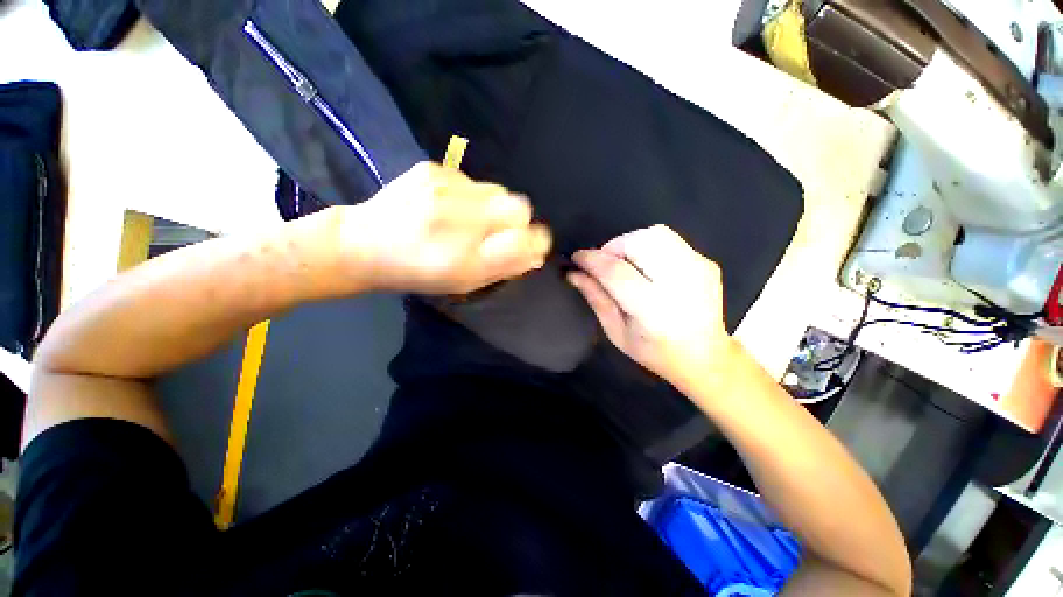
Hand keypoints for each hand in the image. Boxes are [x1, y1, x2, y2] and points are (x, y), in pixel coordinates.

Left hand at [328, 162, 550, 294]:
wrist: (363, 243)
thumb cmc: (417, 273)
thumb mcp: (463, 283)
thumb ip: (503, 268)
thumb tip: (535, 252)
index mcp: (466, 259)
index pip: (524, 240)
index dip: (536, 241)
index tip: (533, 244)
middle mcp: (459, 220)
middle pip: (520, 207)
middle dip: (519, 221)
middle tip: (499, 230)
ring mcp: (444, 189)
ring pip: (499, 190)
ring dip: (495, 206)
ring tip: (471, 217)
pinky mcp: (432, 169)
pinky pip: (473, 180)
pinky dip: (472, 195)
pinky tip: (449, 205)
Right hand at [568, 225, 737, 388]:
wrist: (705, 357)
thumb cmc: (655, 351)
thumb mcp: (616, 332)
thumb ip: (596, 298)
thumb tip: (574, 273)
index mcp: (653, 309)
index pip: (616, 271)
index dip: (592, 259)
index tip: (577, 258)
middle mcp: (679, 284)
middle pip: (638, 243)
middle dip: (613, 248)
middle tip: (606, 265)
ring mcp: (698, 269)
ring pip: (655, 234)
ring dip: (631, 243)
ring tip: (626, 264)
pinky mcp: (706, 262)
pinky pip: (669, 240)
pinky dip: (649, 247)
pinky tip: (648, 268)